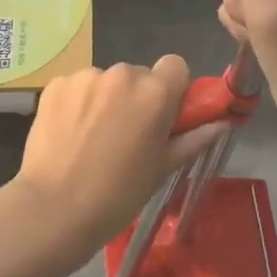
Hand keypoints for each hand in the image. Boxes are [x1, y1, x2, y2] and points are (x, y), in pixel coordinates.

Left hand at [12, 56, 224, 260]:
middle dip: (136, 97)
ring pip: (106, 81)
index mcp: (155, 92)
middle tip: (126, 136)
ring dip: (106, 100)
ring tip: (92, 139)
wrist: (53, 210)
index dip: (172, 89)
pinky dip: (77, 103)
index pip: (175, 66)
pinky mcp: (57, 83)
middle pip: (138, 75)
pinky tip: (69, 134)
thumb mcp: (162, 169)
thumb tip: (223, 123)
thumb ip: (194, 139)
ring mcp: (86, 76)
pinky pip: (78, 86)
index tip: (162, 117)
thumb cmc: (118, 196)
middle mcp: (122, 73)